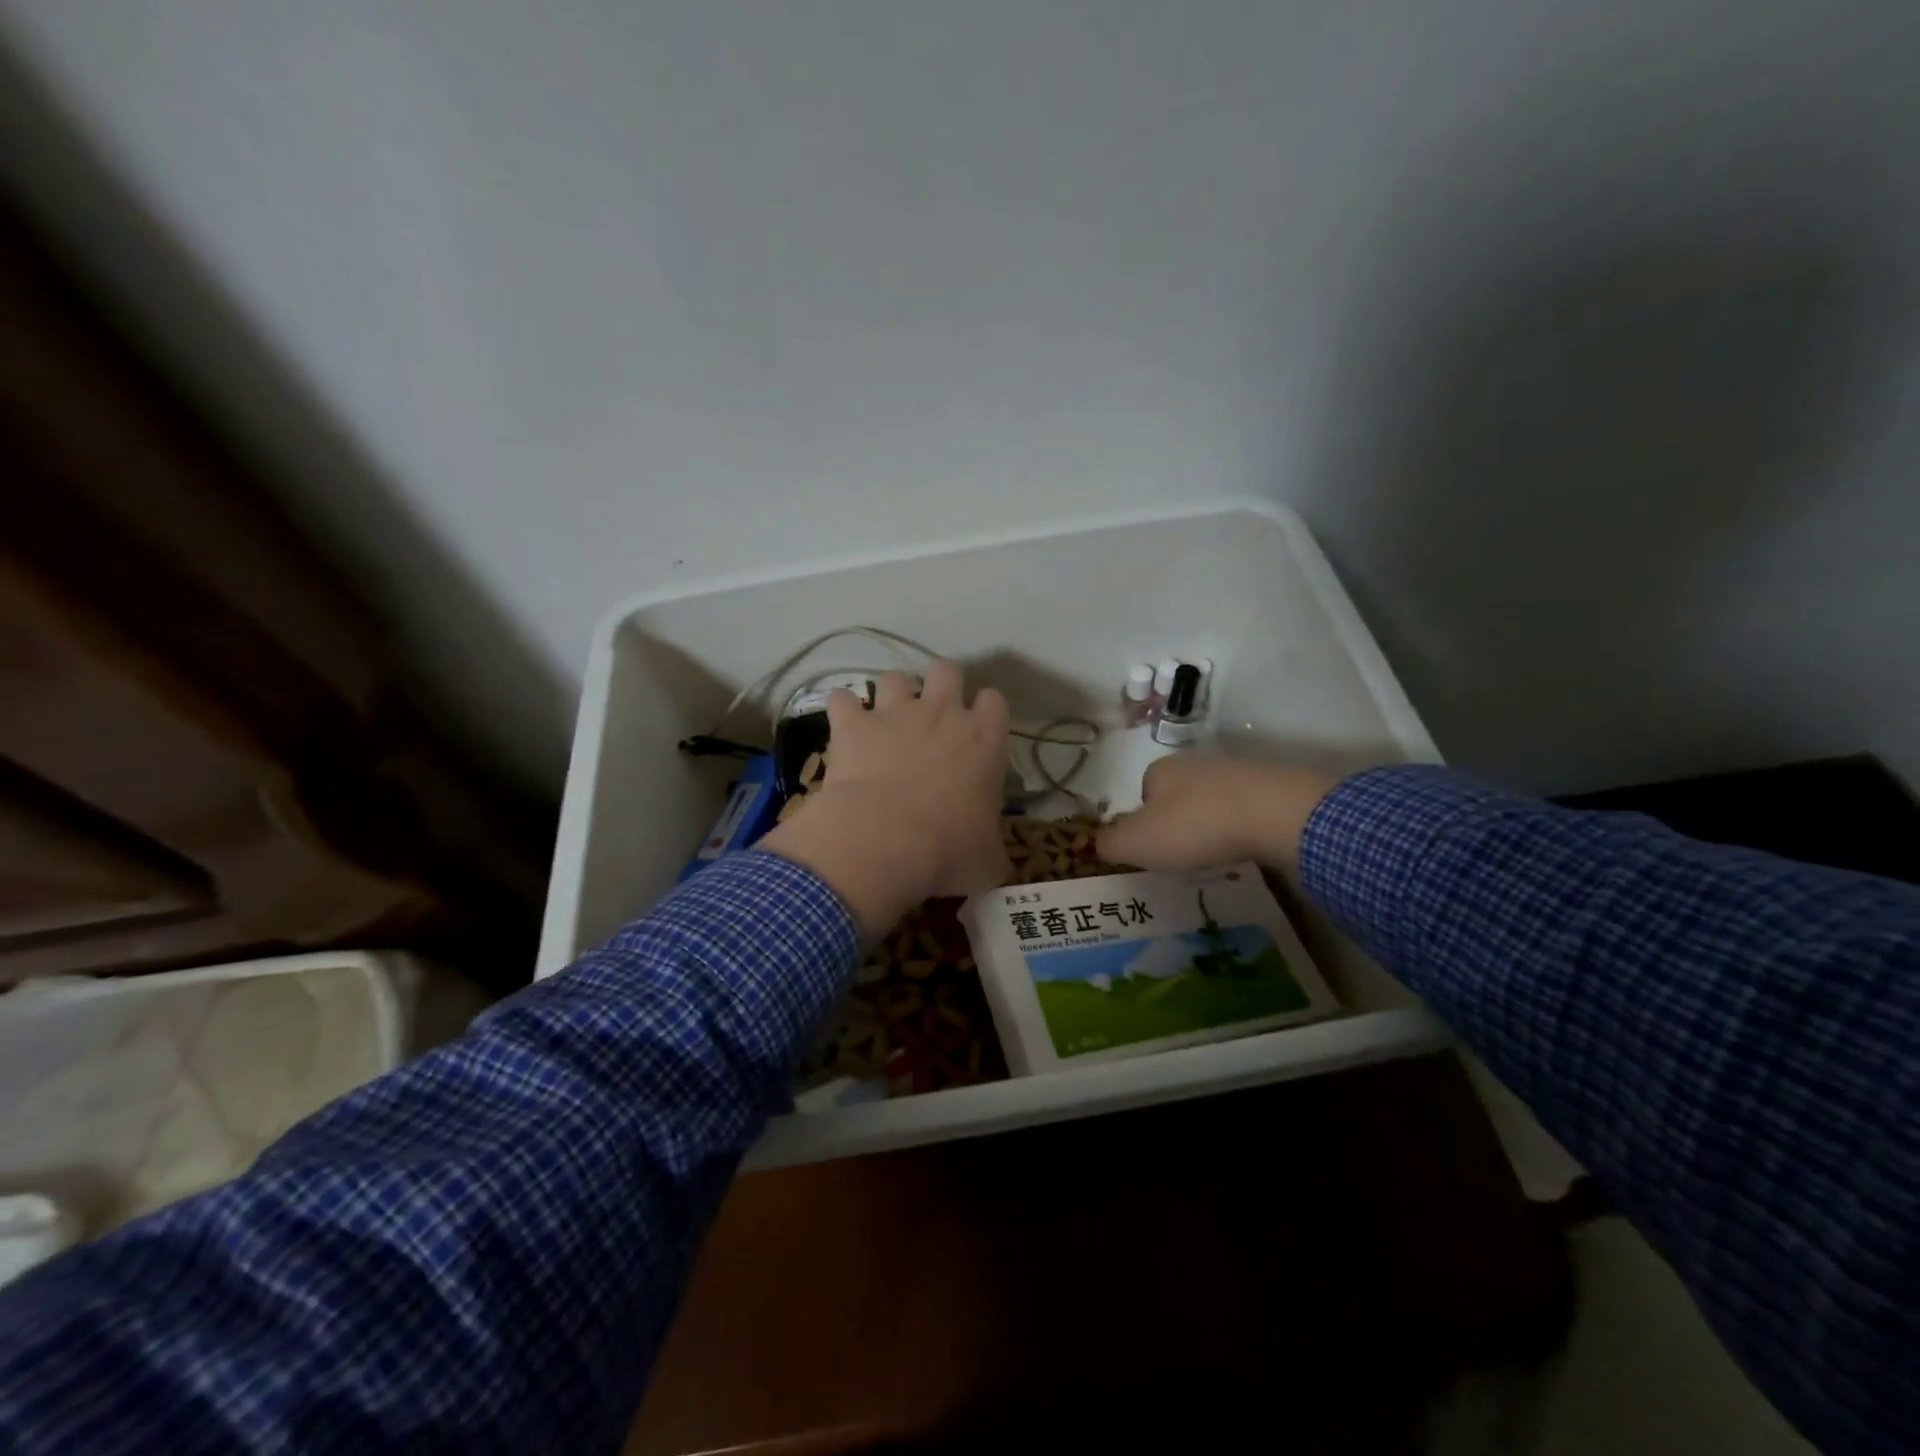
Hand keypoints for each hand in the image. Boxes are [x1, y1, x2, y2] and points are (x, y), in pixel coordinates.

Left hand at [759, 661, 1011, 939]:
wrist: (884, 840)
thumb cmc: (948, 850)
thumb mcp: (988, 861)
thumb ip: (993, 850)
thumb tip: (992, 861)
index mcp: (984, 739)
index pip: (994, 701)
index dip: (986, 712)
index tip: (978, 732)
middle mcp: (942, 713)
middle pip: (948, 670)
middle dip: (941, 685)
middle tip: (934, 717)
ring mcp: (895, 712)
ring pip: (896, 677)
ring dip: (892, 695)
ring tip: (886, 720)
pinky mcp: (853, 724)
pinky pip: (842, 698)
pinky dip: (842, 710)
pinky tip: (843, 726)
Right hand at [1096, 755, 1339, 876]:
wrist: (1273, 813)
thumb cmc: (1193, 826)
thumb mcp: (1136, 842)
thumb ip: (1110, 844)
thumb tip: (1099, 844)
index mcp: (1159, 770)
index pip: (1142, 795)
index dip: (1144, 824)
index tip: (1155, 849)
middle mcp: (1195, 763)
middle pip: (1177, 798)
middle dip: (1178, 824)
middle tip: (1184, 855)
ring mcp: (1235, 772)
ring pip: (1212, 803)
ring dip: (1211, 826)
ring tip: (1217, 854)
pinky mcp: (1269, 787)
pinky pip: (1244, 810)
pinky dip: (1240, 828)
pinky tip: (1245, 847)